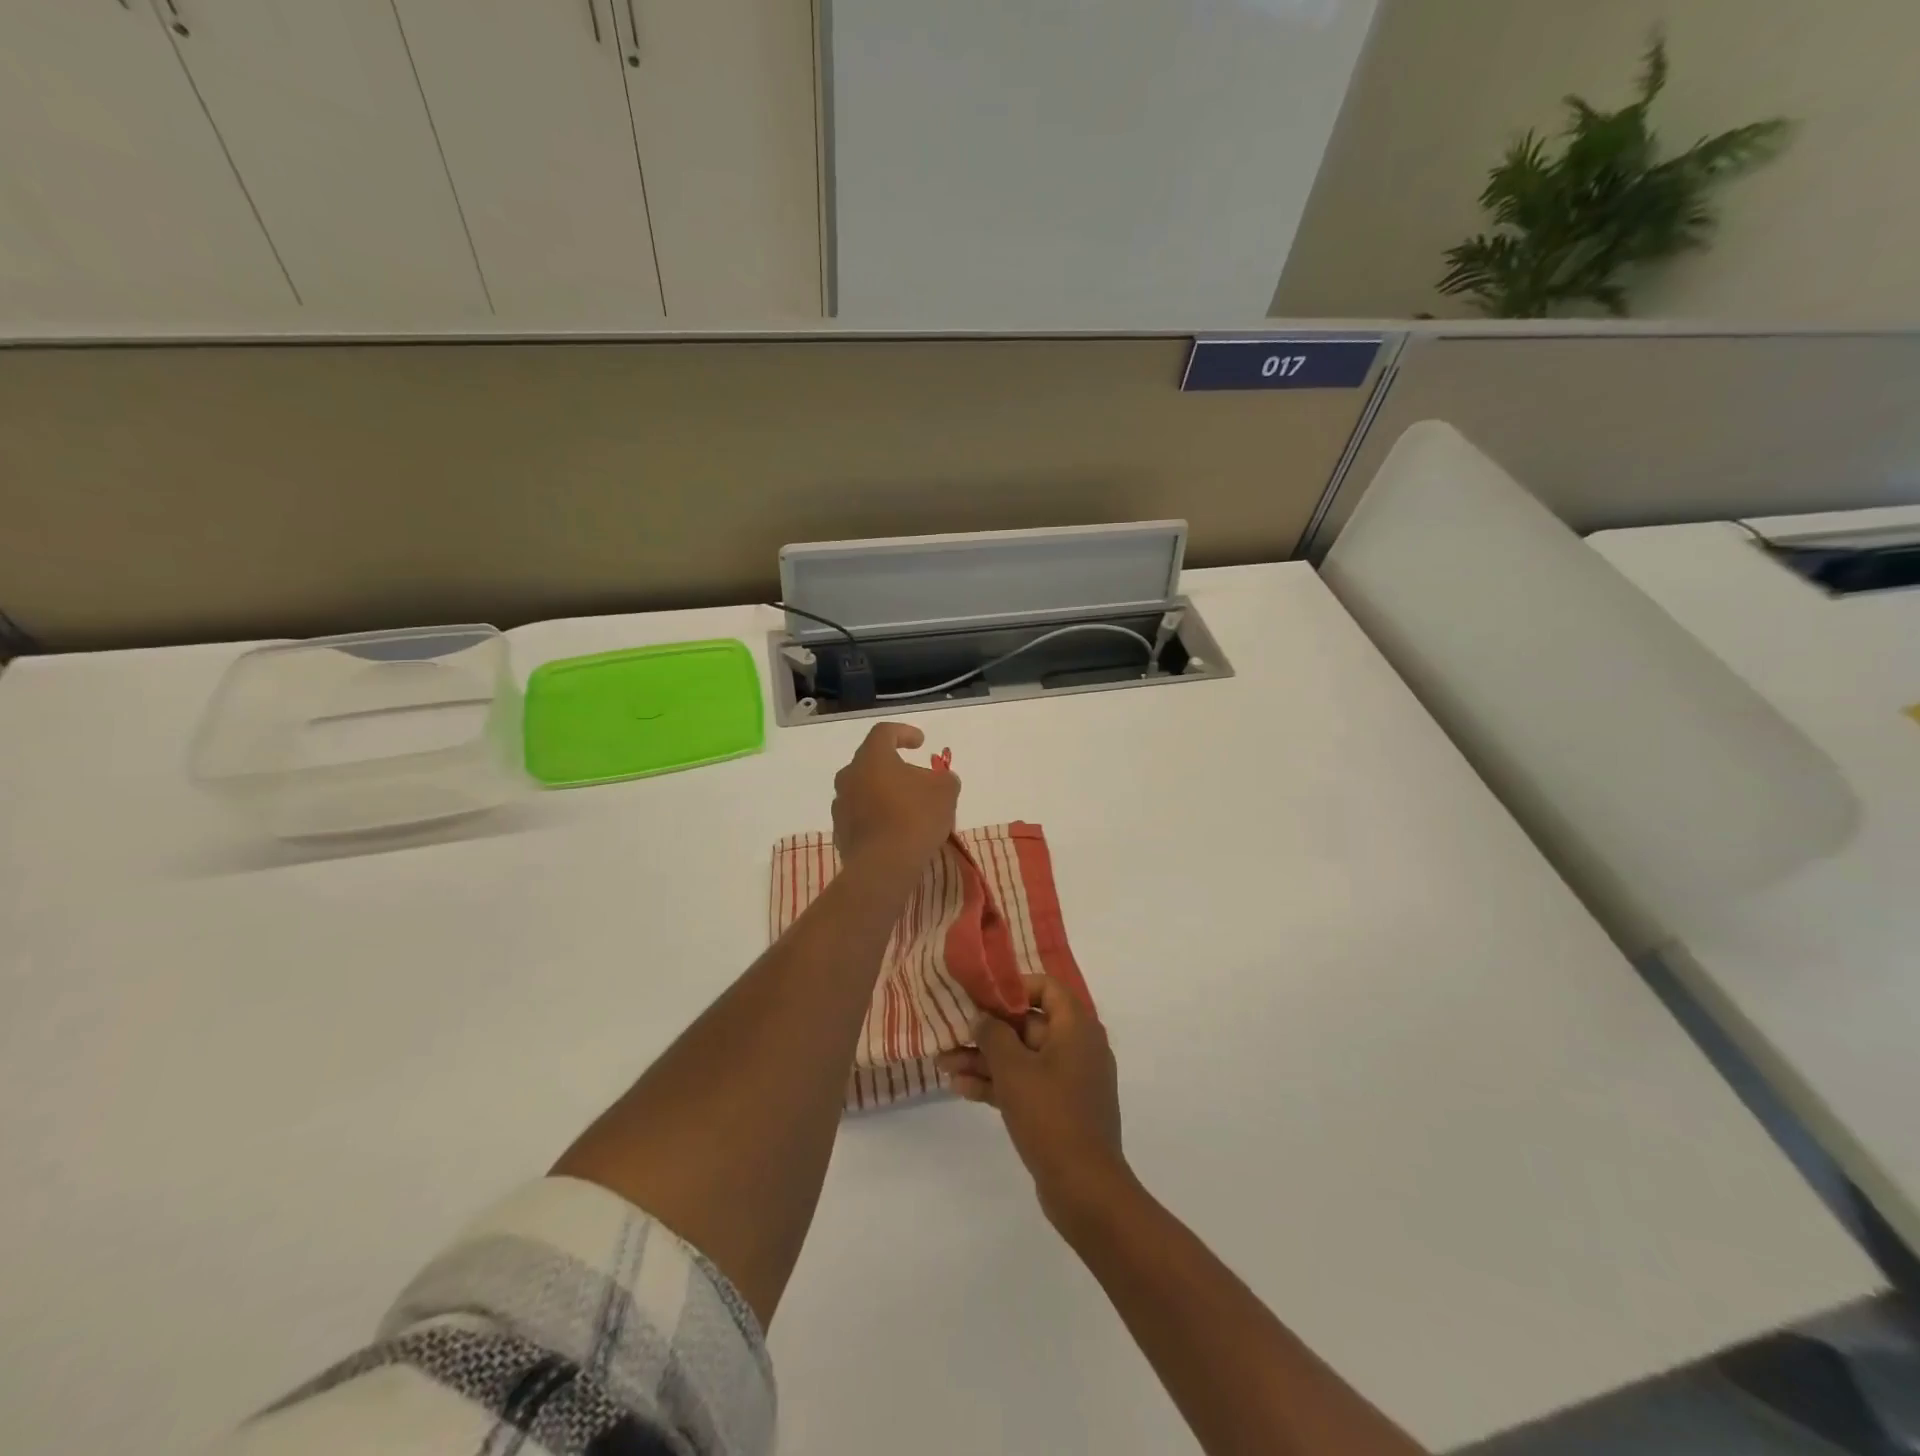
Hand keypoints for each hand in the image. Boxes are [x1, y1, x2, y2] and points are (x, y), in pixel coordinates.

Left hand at [831, 722, 959, 876]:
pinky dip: (877, 816)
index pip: (884, 732)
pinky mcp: (840, 832)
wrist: (883, 866)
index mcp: (872, 758)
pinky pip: (861, 815)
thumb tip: (938, 780)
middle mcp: (849, 776)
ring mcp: (841, 805)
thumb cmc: (915, 818)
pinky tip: (895, 831)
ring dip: (884, 793)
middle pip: (872, 762)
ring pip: (864, 790)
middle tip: (917, 779)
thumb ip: (943, 778)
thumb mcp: (945, 791)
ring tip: (908, 808)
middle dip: (894, 767)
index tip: (921, 742)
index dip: (904, 733)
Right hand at [938, 975, 1132, 1229]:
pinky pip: (1027, 1084)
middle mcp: (1077, 1047)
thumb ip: (993, 1035)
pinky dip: (998, 1084)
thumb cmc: (1050, 1115)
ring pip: (1022, 1057)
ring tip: (944, 1064)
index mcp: (1076, 1027)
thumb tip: (982, 1018)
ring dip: (985, 1060)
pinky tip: (961, 1089)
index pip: (1046, 987)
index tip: (981, 997)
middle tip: (951, 1034)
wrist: (1085, 1188)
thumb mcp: (1013, 1069)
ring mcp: (1070, 1080)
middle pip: (1028, 1024)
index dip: (1013, 988)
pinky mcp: (1061, 1109)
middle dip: (987, 1031)